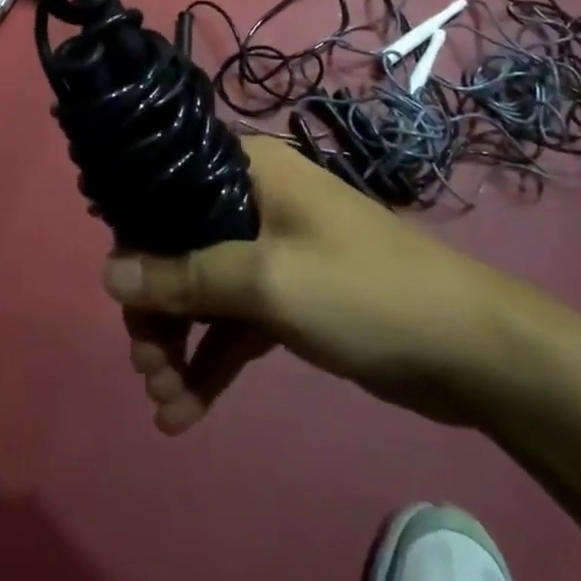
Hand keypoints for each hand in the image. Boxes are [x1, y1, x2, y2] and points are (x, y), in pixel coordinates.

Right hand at [101, 136, 534, 433]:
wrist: (473, 350)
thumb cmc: (362, 291)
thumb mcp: (267, 282)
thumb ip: (185, 276)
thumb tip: (107, 274)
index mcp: (246, 169)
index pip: (166, 189)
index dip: (136, 238)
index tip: (120, 295)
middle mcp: (252, 199)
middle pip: (180, 247)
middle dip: (159, 310)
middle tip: (145, 368)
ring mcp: (271, 250)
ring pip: (205, 290)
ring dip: (180, 343)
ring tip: (162, 402)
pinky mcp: (290, 297)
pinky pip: (235, 322)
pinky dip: (211, 360)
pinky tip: (185, 411)